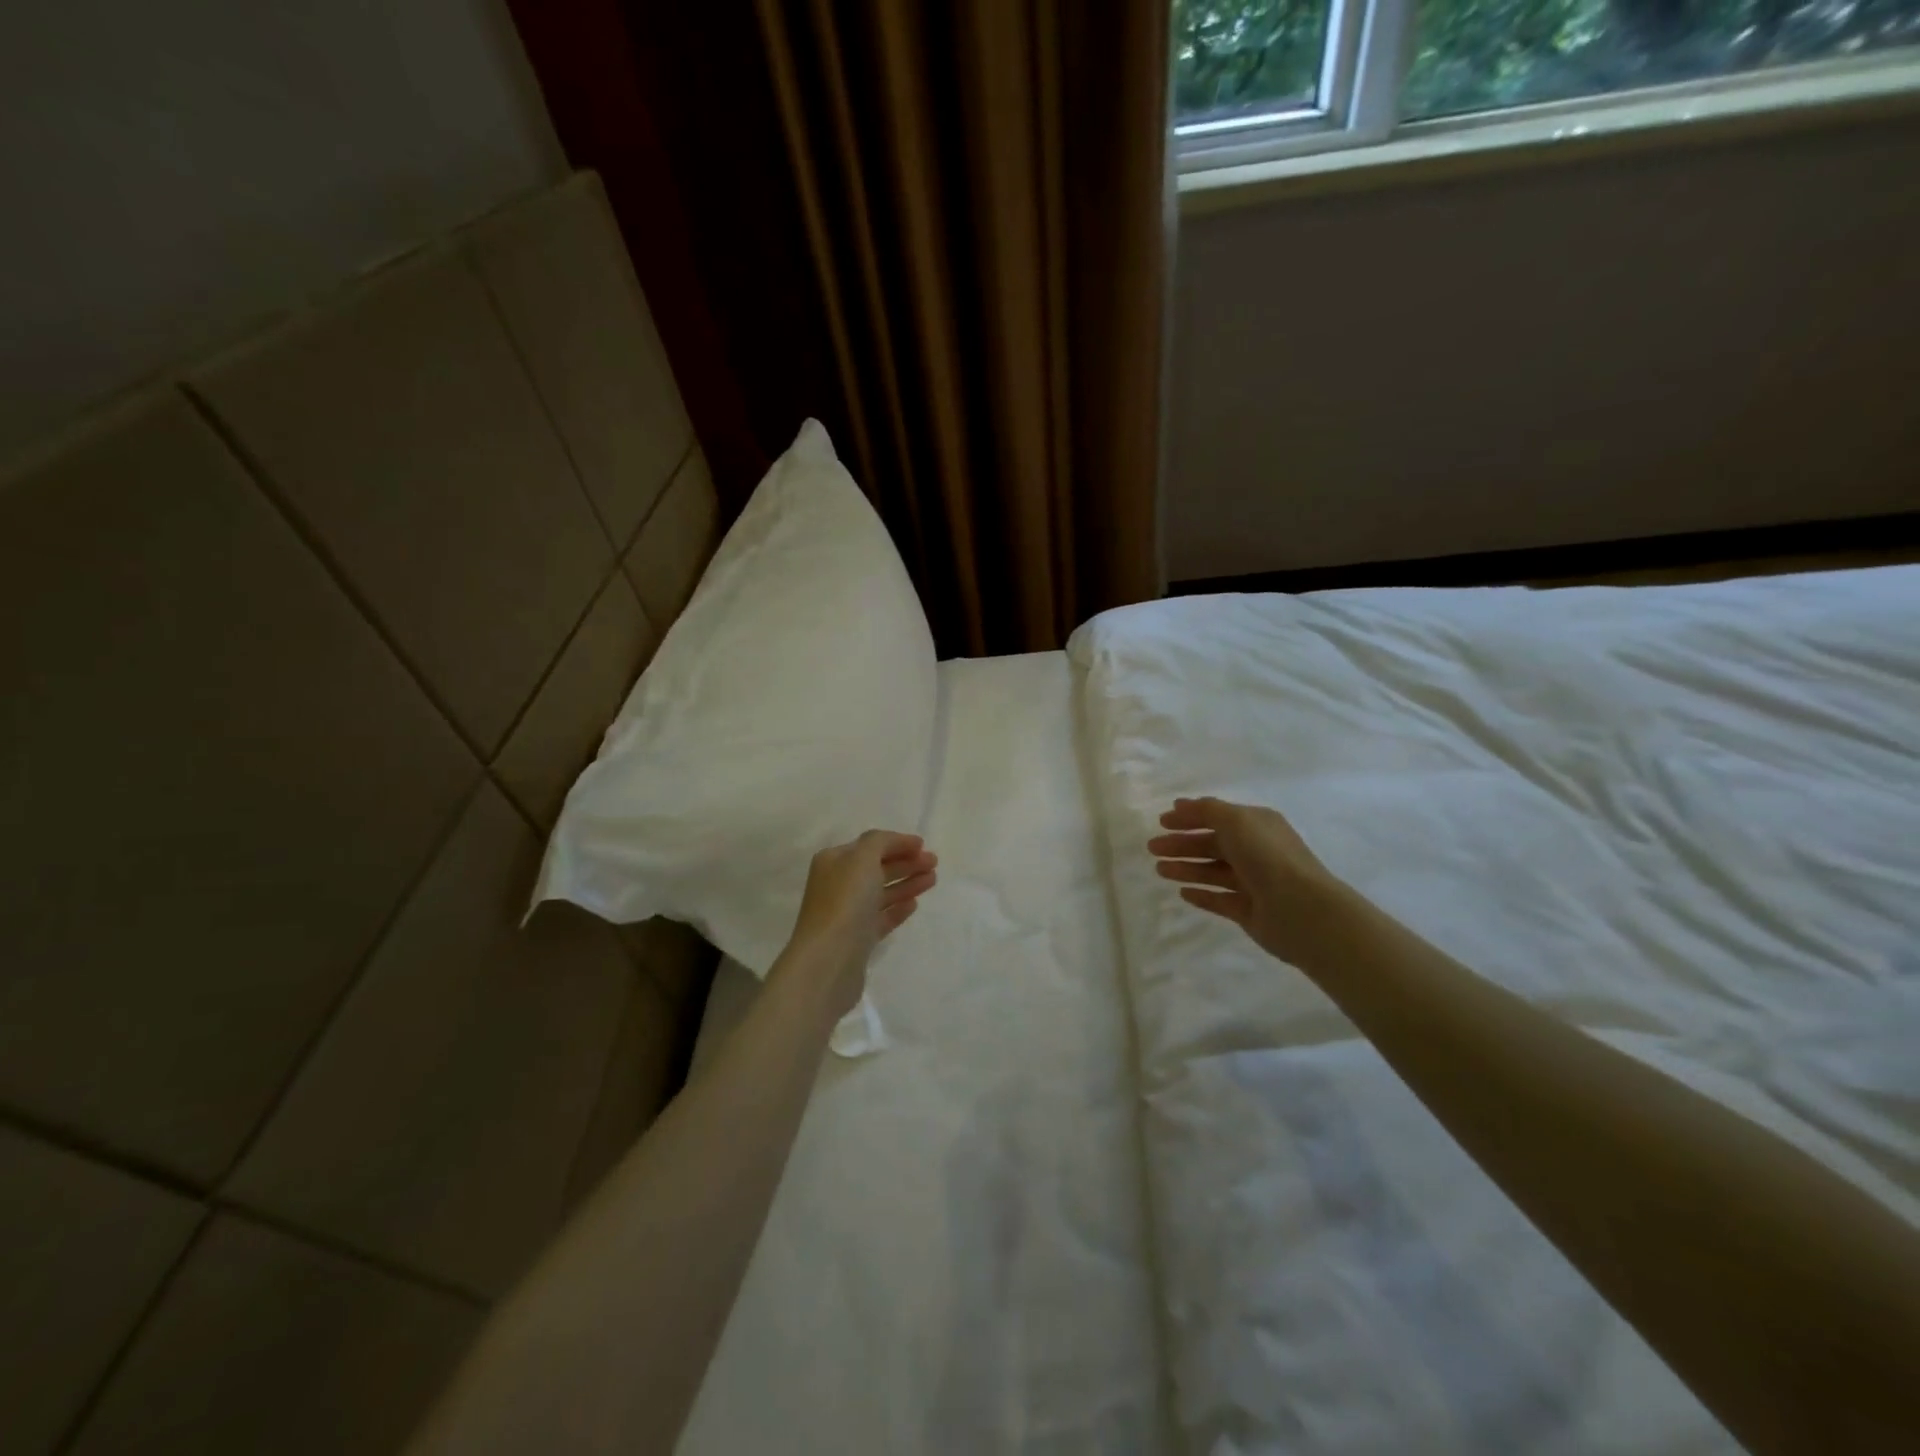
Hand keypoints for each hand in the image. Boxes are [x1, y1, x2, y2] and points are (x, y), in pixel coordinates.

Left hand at [779, 830, 937, 1018]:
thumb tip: (895, 843)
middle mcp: (838, 885)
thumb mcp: (862, 858)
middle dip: (906, 863)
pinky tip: (914, 904)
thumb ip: (880, 842)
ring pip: (881, 893)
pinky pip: (881, 918)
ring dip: (907, 883)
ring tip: (932, 880)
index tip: (923, 845)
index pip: (870, 846)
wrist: (830, 959)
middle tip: (934, 863)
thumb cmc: (845, 901)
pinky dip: (898, 908)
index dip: (897, 843)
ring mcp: (847, 913)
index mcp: (834, 862)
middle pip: (877, 868)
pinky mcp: (858, 939)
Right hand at [1148, 797, 1347, 965]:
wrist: (1300, 910)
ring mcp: (1253, 883)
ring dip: (1186, 868)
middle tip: (1152, 848)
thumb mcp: (1236, 821)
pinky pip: (1219, 899)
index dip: (1190, 817)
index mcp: (1257, 826)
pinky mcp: (1248, 911)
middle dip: (1182, 844)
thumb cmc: (1267, 857)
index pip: (1218, 817)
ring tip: (1159, 870)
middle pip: (1212, 844)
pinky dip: (1201, 895)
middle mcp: (1256, 851)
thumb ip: (1207, 810)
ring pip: (1212, 872)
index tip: (1161, 821)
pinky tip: (1182, 893)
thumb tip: (1181, 805)